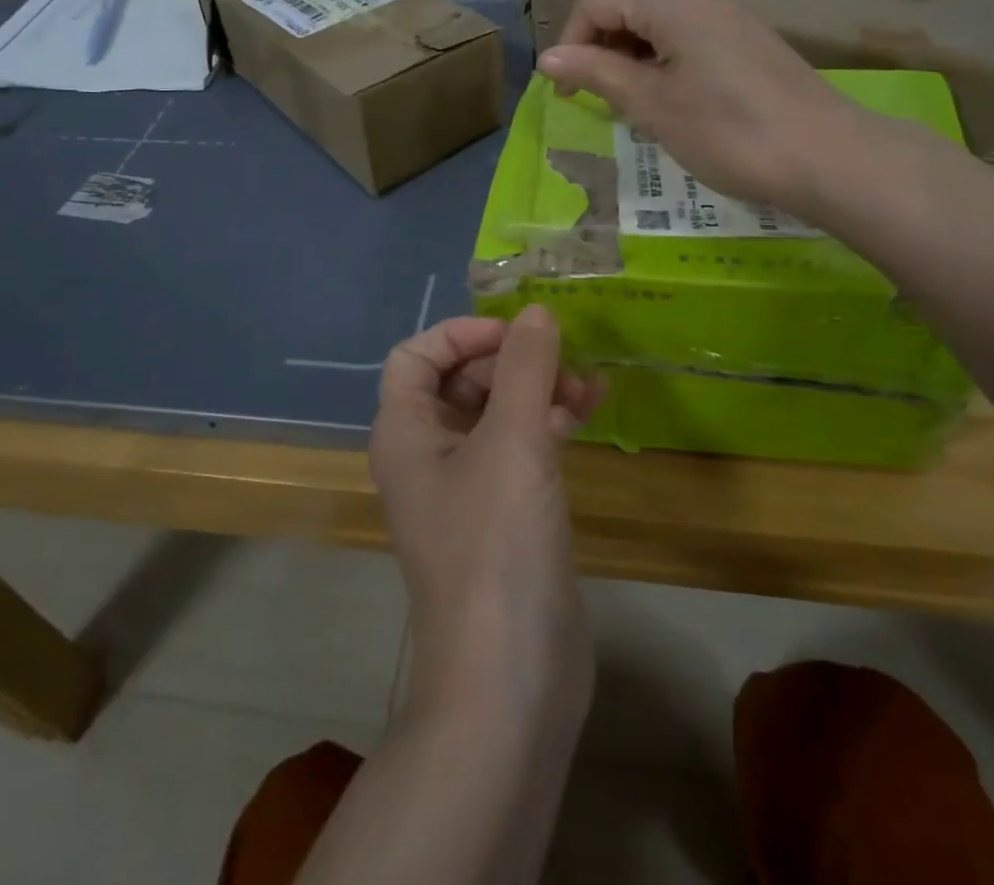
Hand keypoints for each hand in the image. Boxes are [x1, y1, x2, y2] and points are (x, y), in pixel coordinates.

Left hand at [371, 309, 603, 722]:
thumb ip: (524, 368)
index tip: (517, 334)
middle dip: (512, 362)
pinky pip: (519, 449)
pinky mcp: (502, 513)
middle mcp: (426, 453)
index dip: (463, 334)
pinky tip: (587, 414)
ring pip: (496, 413)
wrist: (510, 681)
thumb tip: (536, 312)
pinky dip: (547, 424)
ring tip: (588, 385)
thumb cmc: (496, 546)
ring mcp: (465, 487)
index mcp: (405, 432)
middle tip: (565, 359)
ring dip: (537, 390)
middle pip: (461, 380)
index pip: (416, 354)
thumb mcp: (512, 442)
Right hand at [536, 0, 869, 219]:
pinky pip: (681, 32)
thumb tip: (546, 58)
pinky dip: (658, 60)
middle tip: (595, 102)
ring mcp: (722, 6)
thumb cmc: (727, 130)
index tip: (567, 94)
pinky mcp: (740, 31)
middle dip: (598, 50)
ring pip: (651, 21)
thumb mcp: (651, 103)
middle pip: (622, 5)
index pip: (594, 3)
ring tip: (629, 105)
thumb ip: (596, 72)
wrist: (824, 155)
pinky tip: (666, 98)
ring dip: (627, 58)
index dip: (570, 45)